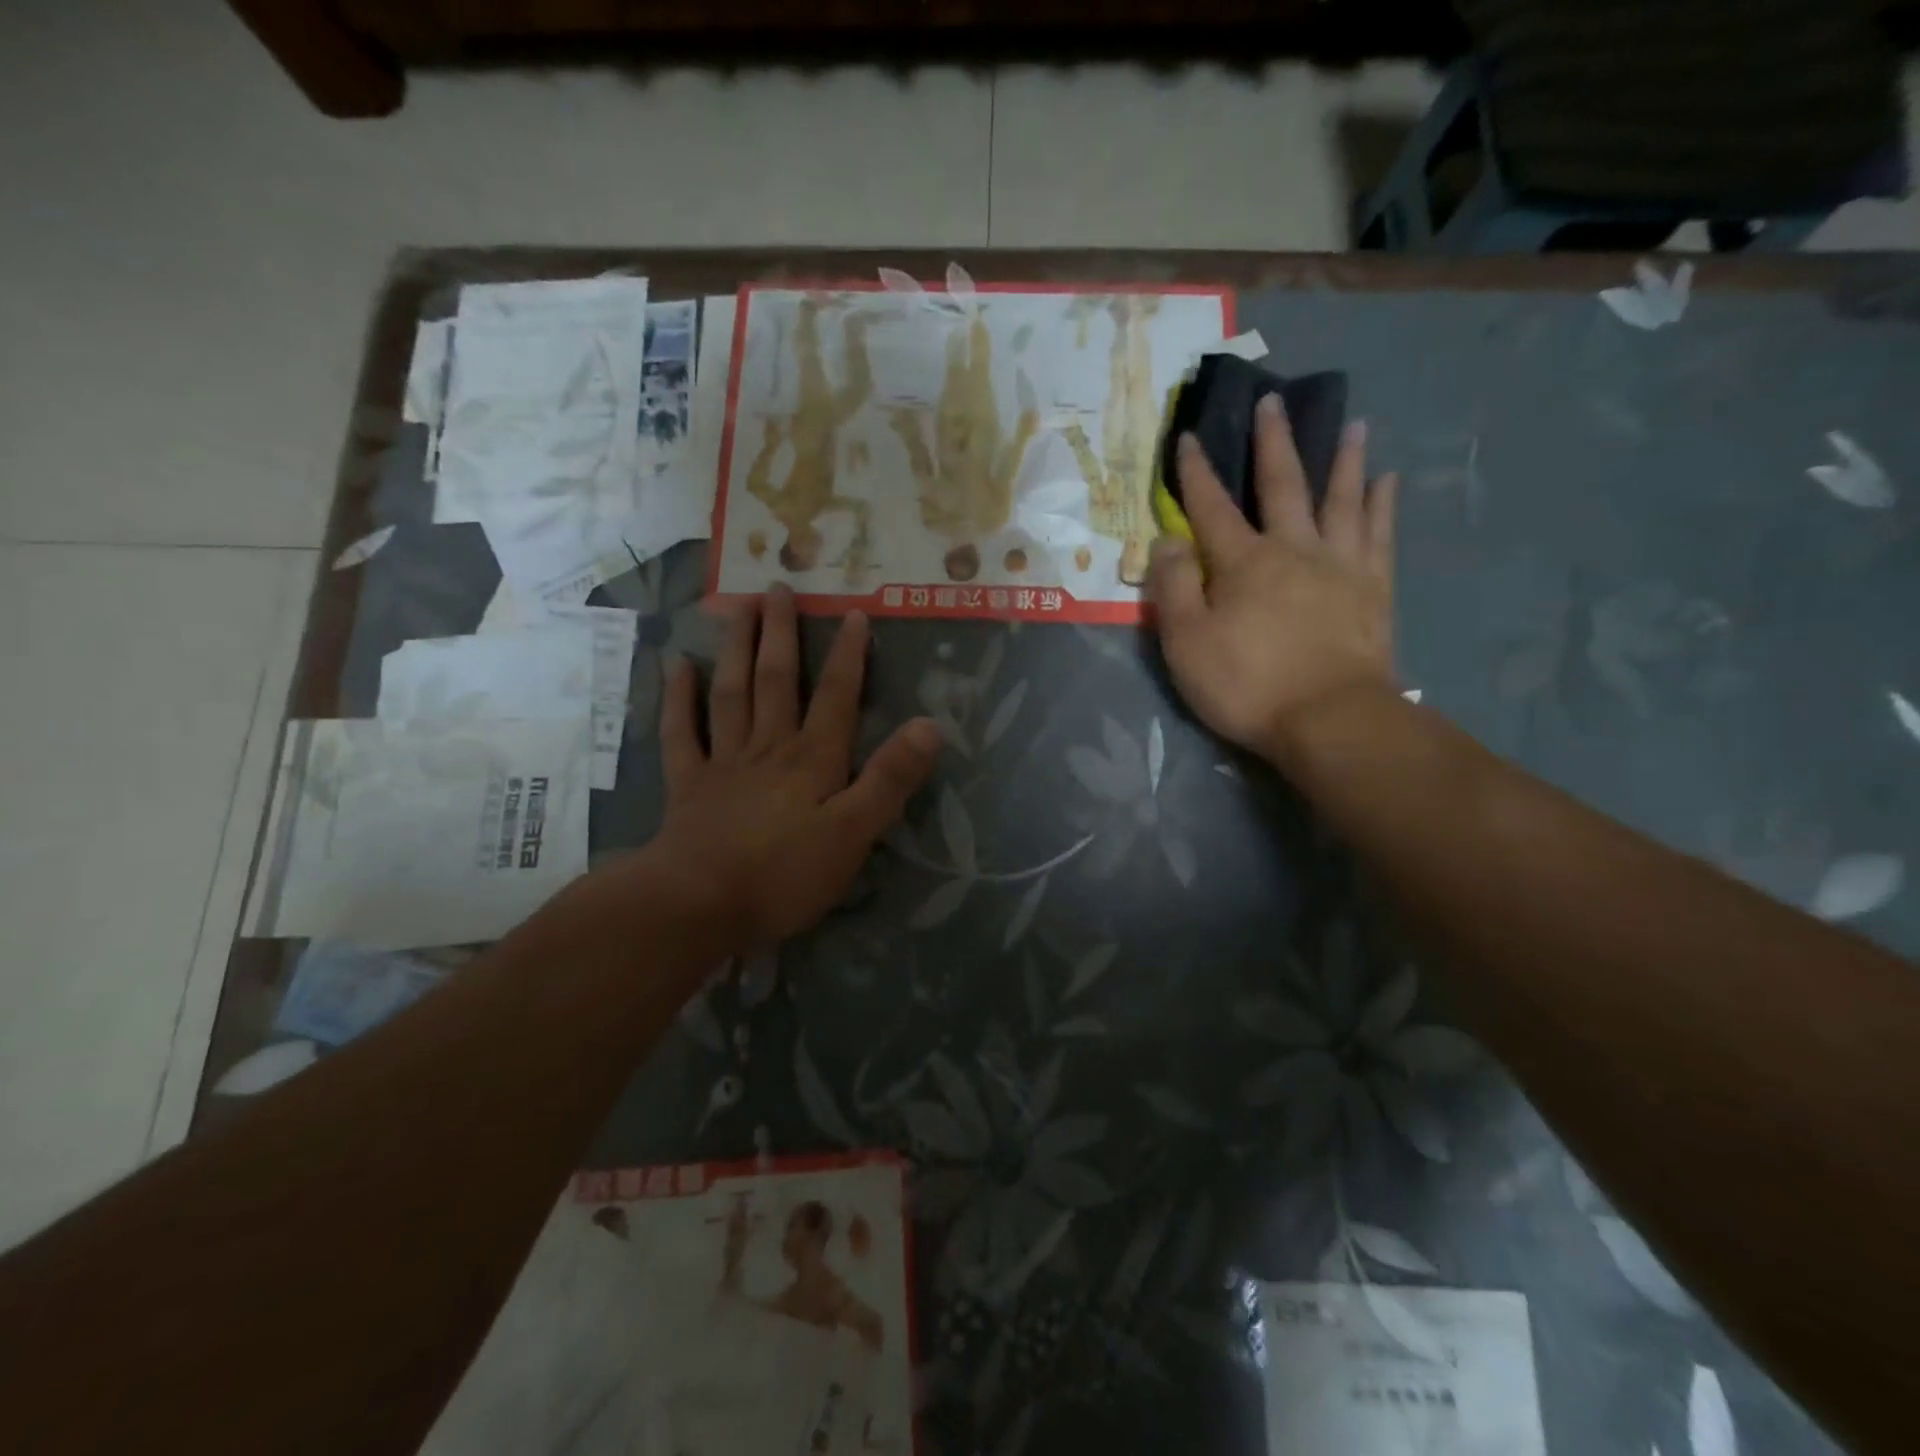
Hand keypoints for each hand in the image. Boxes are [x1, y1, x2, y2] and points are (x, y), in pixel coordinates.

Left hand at [650, 584, 941, 950]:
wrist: (699, 903)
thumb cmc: (785, 873)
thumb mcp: (855, 833)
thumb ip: (890, 779)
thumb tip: (930, 725)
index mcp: (813, 758)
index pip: (837, 697)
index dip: (849, 656)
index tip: (853, 613)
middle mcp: (769, 747)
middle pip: (776, 680)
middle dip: (782, 634)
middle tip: (777, 587)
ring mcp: (724, 762)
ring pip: (731, 693)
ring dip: (735, 648)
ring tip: (738, 607)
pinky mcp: (688, 785)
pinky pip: (682, 732)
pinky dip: (678, 698)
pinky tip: (677, 666)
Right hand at [1146, 396, 1397, 759]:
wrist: (1329, 719)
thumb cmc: (1246, 684)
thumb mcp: (1186, 643)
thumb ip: (1173, 587)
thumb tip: (1168, 540)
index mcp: (1242, 562)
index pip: (1211, 507)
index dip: (1195, 473)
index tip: (1189, 436)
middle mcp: (1293, 549)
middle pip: (1282, 485)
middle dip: (1273, 443)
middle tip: (1274, 400)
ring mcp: (1340, 565)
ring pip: (1341, 499)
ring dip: (1343, 460)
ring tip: (1352, 424)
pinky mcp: (1373, 589)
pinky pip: (1379, 534)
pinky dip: (1382, 504)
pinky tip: (1387, 481)